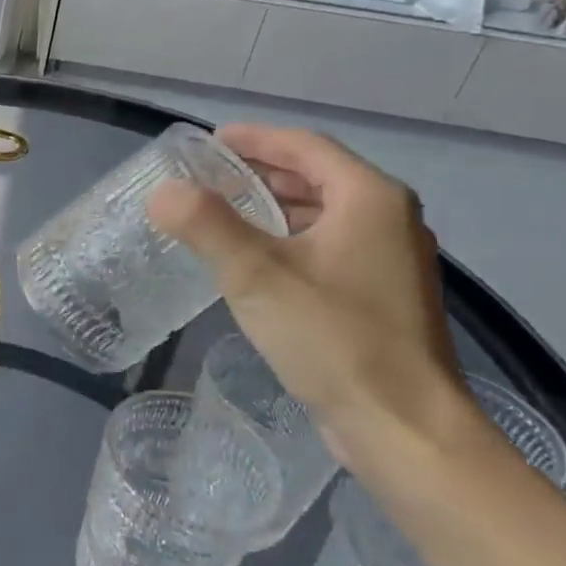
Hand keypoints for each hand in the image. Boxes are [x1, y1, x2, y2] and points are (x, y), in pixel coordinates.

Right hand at [148, 125, 464, 467]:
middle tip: (206, 178)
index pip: (304, 147)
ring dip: (273, 207)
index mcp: (369, 198)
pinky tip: (255, 263)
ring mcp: (390, 260)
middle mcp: (389, 219)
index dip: (254, 139)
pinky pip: (327, 247)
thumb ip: (206, 225)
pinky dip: (288, 241)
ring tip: (221, 214)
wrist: (402, 426)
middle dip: (260, 172)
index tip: (208, 142)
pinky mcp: (381, 297)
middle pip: (316, 177)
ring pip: (322, 214)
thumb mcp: (256, 275)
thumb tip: (164, 191)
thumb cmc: (333, 338)